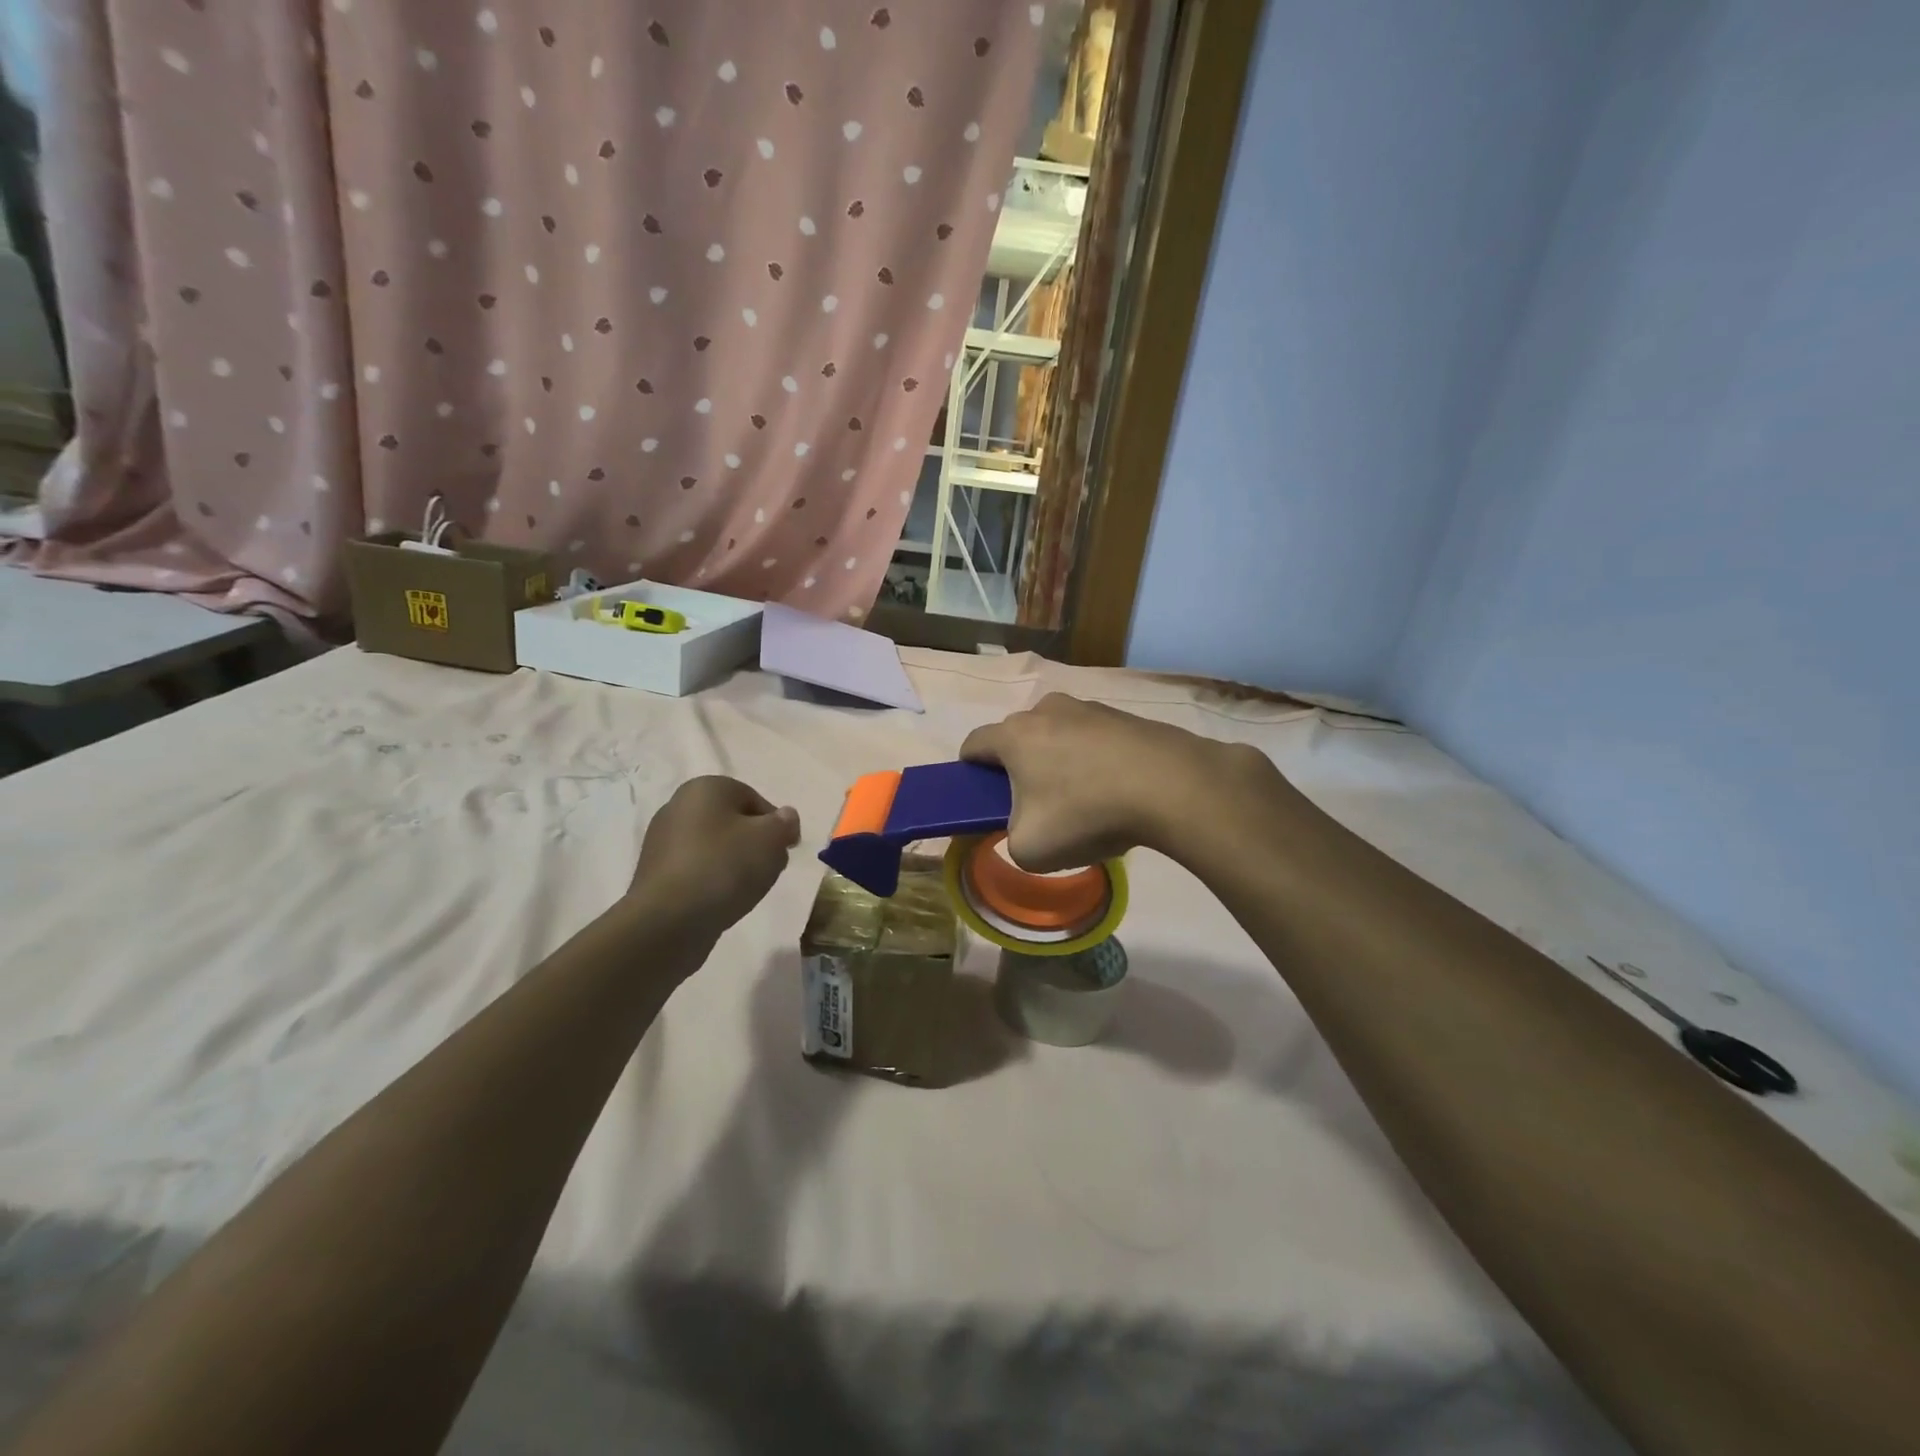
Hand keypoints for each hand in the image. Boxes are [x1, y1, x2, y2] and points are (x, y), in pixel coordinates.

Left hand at [628, 776, 800, 933]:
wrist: (669, 919)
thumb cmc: (725, 866)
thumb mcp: (771, 839)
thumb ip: (785, 823)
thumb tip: (785, 817)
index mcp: (705, 788)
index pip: (754, 799)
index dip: (776, 825)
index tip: (785, 850)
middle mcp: (678, 806)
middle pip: (733, 822)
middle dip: (755, 844)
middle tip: (769, 869)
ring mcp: (662, 842)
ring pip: (714, 848)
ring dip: (734, 864)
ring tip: (746, 889)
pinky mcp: (656, 874)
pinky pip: (696, 870)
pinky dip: (713, 881)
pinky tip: (722, 900)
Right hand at [960, 694, 1278, 870]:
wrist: (1170, 786)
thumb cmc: (1085, 814)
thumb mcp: (1030, 849)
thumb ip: (1010, 839)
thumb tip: (1023, 829)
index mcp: (1014, 735)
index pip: (973, 743)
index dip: (969, 771)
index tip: (981, 796)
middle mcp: (1047, 710)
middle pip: (1019, 737)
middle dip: (1019, 768)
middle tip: (1035, 805)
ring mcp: (1090, 708)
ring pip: (1059, 735)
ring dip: (1061, 762)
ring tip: (1085, 802)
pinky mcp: (1126, 716)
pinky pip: (1096, 740)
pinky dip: (1097, 762)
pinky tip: (1117, 792)